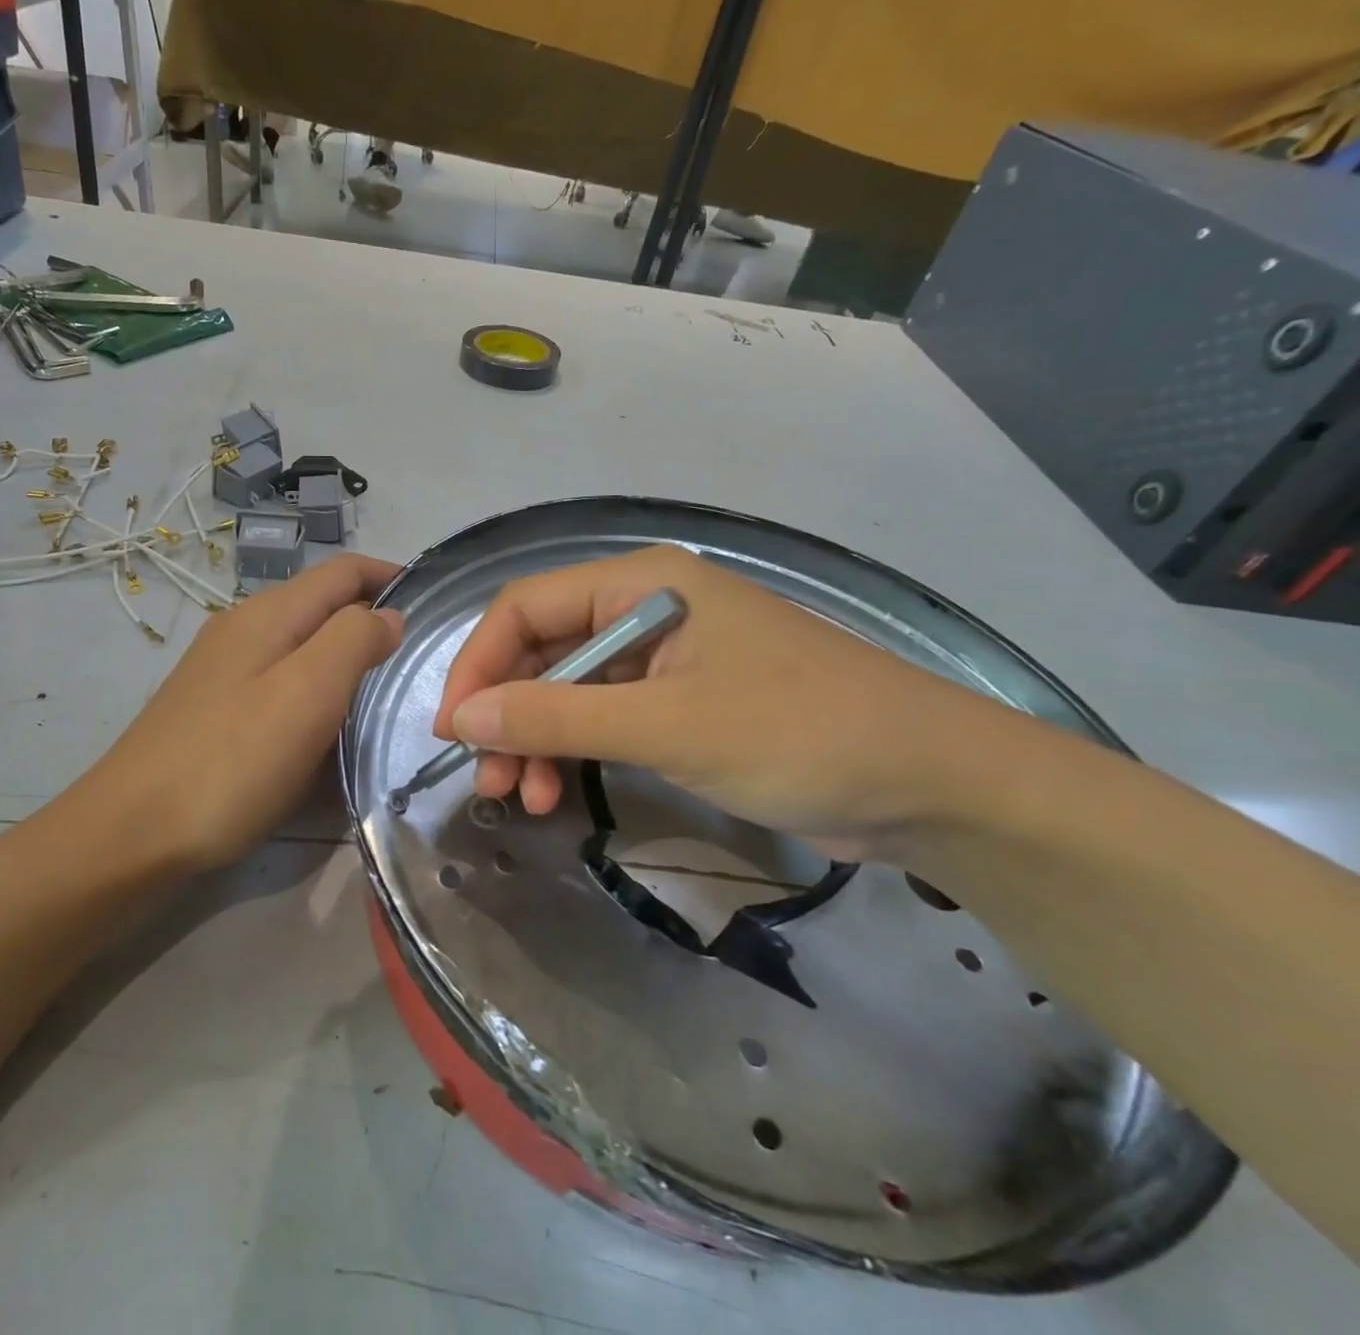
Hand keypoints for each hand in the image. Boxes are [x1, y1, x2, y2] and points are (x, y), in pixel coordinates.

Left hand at [73, 553, 401, 870]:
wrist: (131, 835)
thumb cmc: (230, 762)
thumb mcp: (306, 693)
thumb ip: (353, 641)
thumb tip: (388, 616)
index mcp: (268, 615)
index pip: (342, 571)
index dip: (390, 576)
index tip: (434, 603)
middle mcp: (243, 630)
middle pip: (322, 606)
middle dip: (372, 620)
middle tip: (417, 662)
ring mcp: (223, 671)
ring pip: (301, 646)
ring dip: (345, 659)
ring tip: (382, 695)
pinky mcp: (214, 711)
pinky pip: (281, 684)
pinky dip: (316, 693)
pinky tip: (326, 729)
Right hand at [433, 545, 1005, 845]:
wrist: (932, 785)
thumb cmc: (797, 733)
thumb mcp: (665, 725)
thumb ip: (557, 715)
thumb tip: (462, 718)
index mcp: (641, 582)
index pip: (526, 608)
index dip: (479, 665)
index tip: (452, 731)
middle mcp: (644, 607)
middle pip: (543, 650)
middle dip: (508, 714)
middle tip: (489, 783)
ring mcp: (665, 656)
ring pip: (569, 689)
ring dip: (538, 740)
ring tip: (525, 801)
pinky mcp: (683, 701)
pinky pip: (605, 717)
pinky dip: (576, 753)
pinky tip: (563, 794)